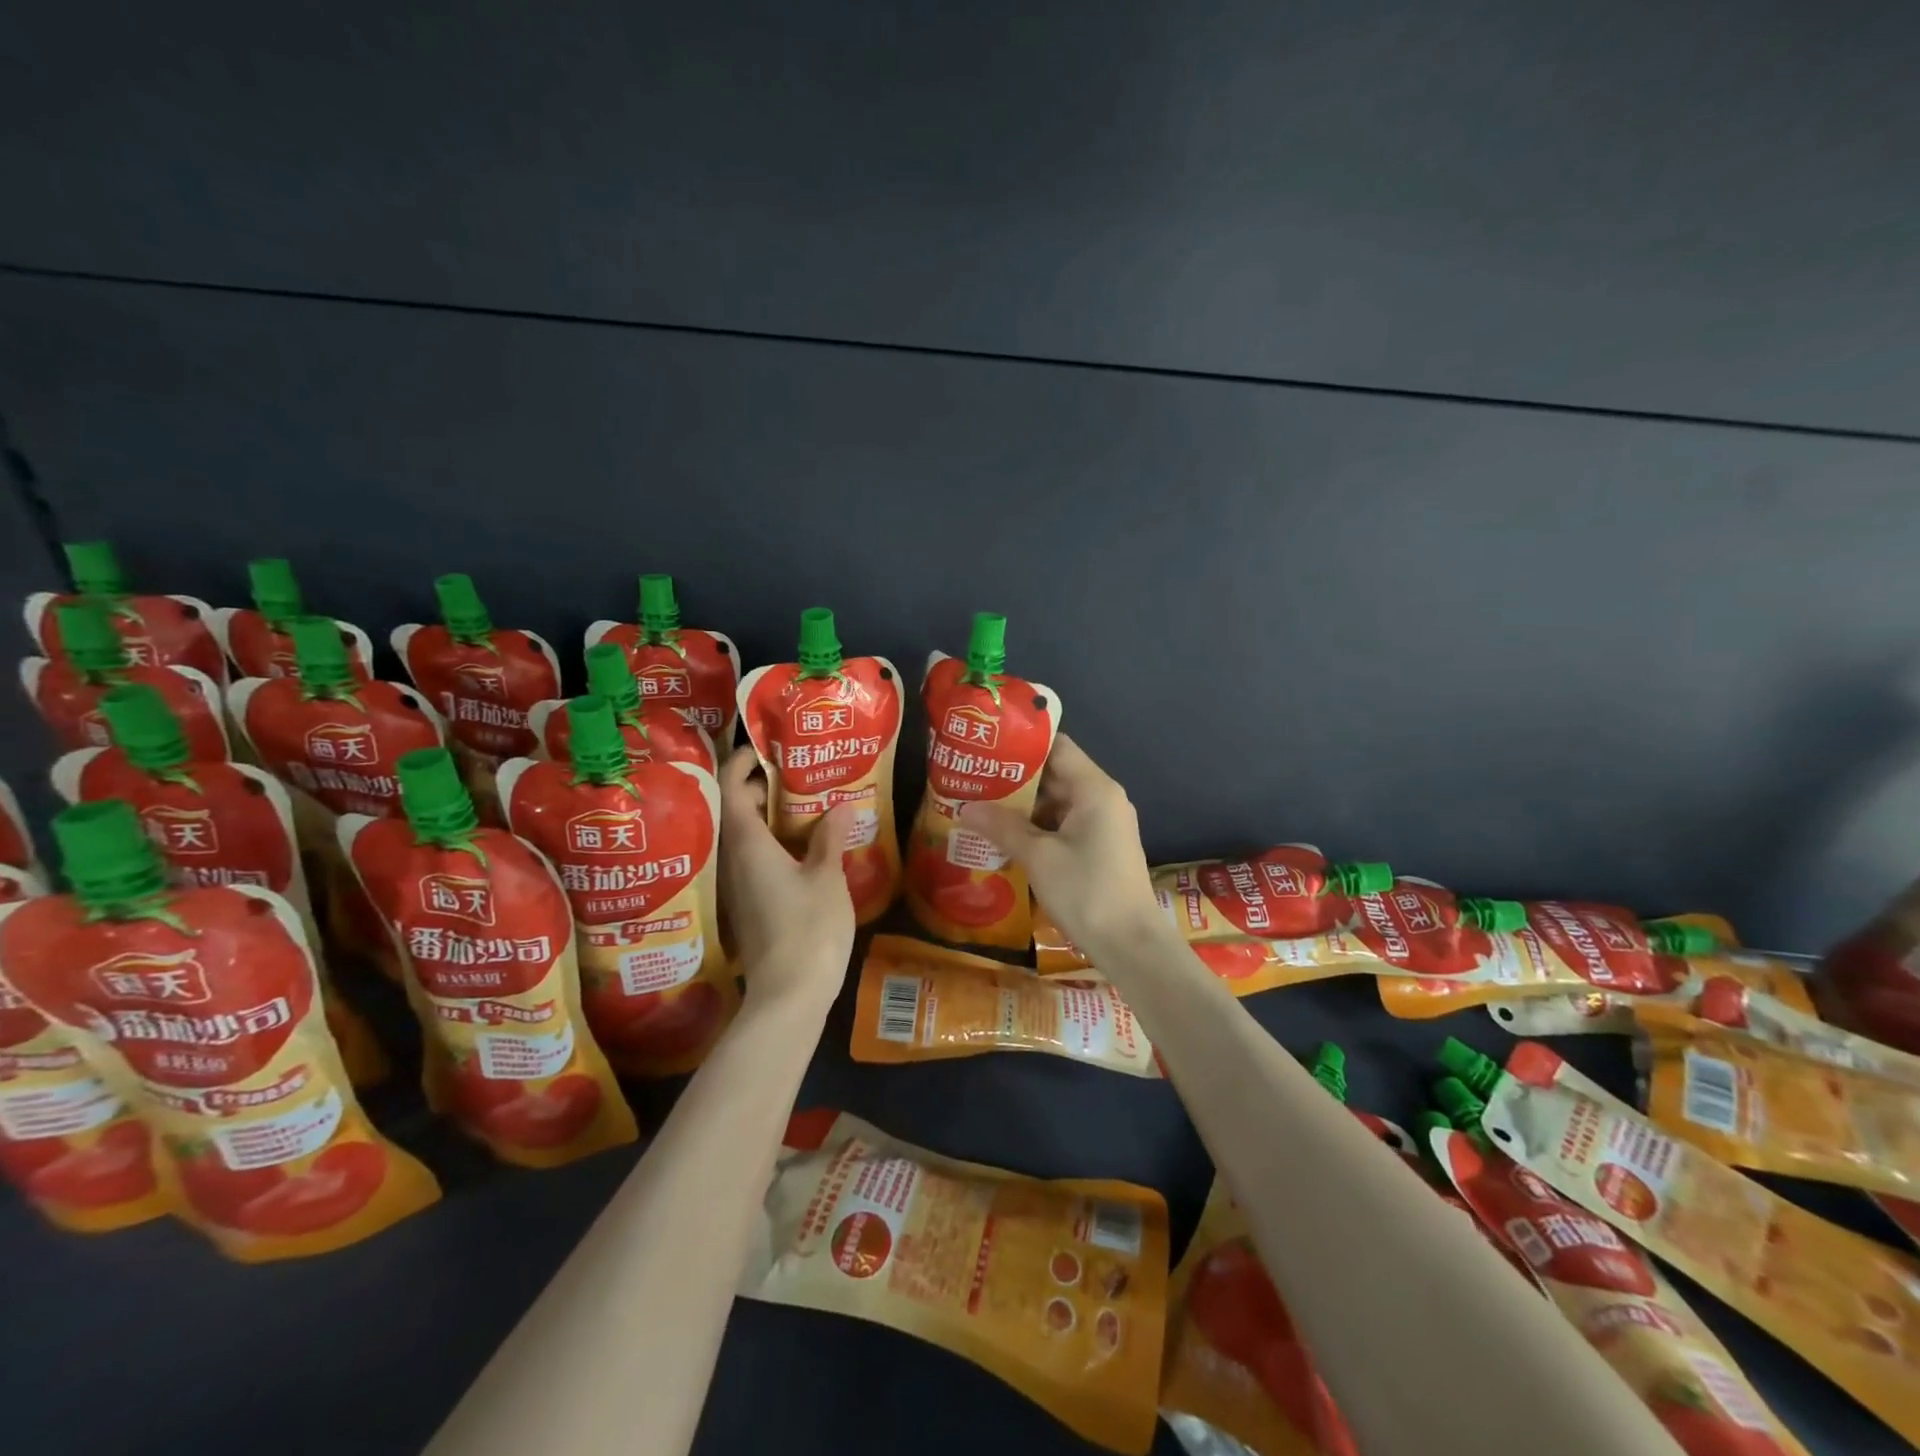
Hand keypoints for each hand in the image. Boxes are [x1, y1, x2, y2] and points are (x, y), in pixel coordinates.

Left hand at [718, 749, 856, 1010]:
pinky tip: (802, 846)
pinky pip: (753, 860)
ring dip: (768, 816)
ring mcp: (738, 886)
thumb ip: (830, 838)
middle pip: (735, 810)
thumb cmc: (809, 929)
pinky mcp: (748, 906)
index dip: (742, 762)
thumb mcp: (827, 877)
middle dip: (760, 787)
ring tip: (804, 803)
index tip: (766, 748)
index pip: (731, 788)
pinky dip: (772, 843)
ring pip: (744, 837)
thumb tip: (840, 806)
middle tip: (796, 773)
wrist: (788, 996)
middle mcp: (733, 861)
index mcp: (747, 844)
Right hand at [959, 734, 1164, 960]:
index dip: (1022, 745)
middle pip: (1056, 774)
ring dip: (1024, 806)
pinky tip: (1006, 837)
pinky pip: (1065, 825)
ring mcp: (1104, 824)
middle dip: (1015, 779)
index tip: (988, 748)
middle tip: (975, 779)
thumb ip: (1002, 827)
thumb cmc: (1086, 891)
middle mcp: (1103, 798)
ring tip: (982, 806)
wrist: (1130, 945)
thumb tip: (964, 808)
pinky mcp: (1101, 847)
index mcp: (1095, 789)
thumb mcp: (1038, 857)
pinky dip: (1038, 827)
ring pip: (1058, 802)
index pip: (1057, 747)